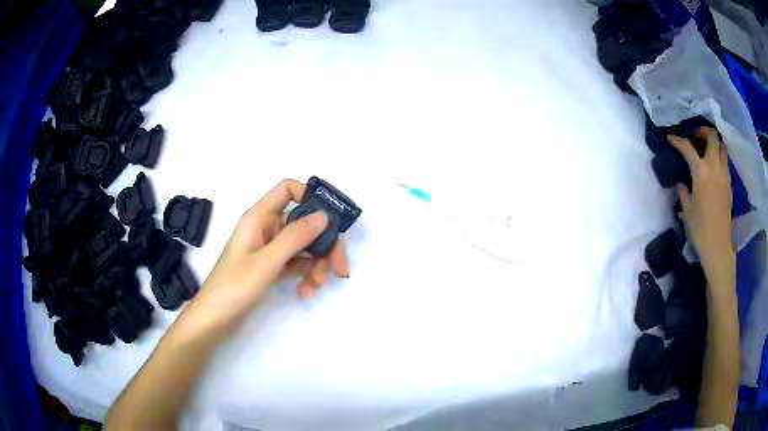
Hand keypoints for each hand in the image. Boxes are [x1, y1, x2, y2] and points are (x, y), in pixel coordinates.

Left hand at [189, 179, 348, 330]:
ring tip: (315, 286)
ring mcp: (270, 249)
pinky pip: (297, 263)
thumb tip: (324, 216)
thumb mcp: (266, 262)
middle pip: (304, 222)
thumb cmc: (234, 287)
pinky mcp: (272, 267)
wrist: (214, 320)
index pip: (288, 190)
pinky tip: (306, 292)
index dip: (310, 197)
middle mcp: (266, 228)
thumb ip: (295, 237)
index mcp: (259, 217)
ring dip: (316, 264)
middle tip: (340, 268)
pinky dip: (305, 275)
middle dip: (324, 243)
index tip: (331, 221)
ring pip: (304, 245)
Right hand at [669, 128, 733, 285]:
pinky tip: (714, 166)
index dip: (677, 140)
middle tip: (696, 137)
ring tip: (707, 148)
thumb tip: (681, 182)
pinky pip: (725, 161)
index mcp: (701, 172)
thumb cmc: (700, 229)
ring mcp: (724, 174)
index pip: (687, 148)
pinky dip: (719, 156)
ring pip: (722, 146)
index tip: (671, 138)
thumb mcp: (687, 210)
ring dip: (714, 142)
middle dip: (703, 131)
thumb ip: (683, 191)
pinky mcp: (729, 184)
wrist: (718, 246)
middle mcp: (714, 167)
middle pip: (712, 137)